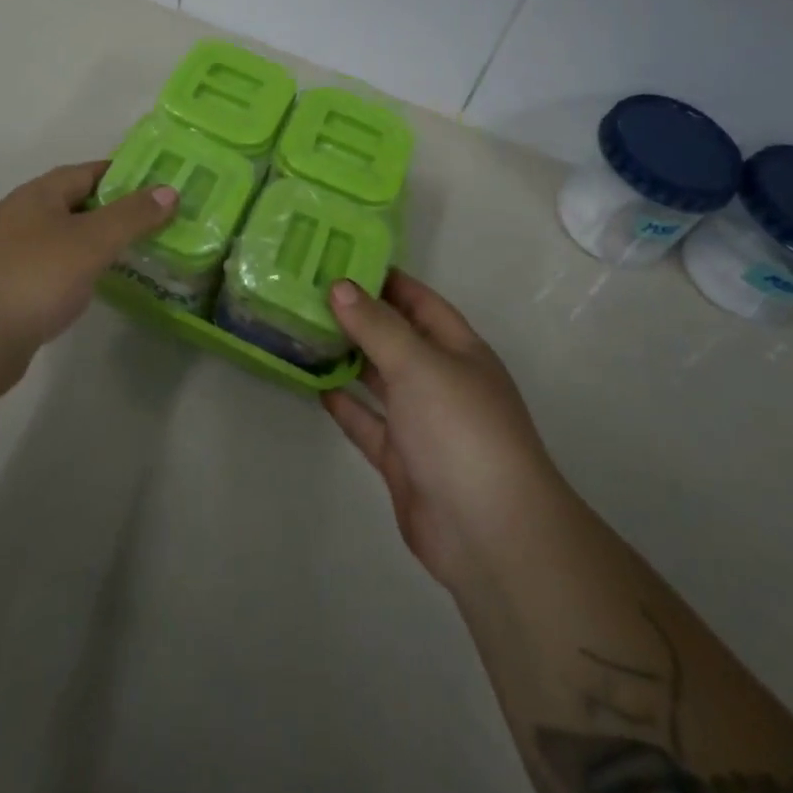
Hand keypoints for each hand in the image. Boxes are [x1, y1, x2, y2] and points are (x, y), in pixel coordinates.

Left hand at [0, 161, 176, 377]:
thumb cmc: (33, 278)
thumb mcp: (91, 241)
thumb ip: (132, 216)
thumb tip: (169, 190)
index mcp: (38, 194)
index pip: (88, 171)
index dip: (125, 175)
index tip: (161, 185)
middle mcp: (22, 217)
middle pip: (77, 204)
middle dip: (117, 211)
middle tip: (160, 222)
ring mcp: (13, 255)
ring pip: (67, 239)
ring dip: (99, 243)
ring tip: (140, 253)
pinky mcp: (11, 291)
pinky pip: (56, 270)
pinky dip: (81, 271)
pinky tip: (100, 286)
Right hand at [322, 270, 561, 596]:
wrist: (488, 532)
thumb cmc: (460, 429)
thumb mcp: (419, 363)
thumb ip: (377, 325)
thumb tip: (340, 286)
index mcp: (459, 350)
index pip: (419, 301)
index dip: (385, 280)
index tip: (341, 259)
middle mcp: (441, 380)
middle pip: (396, 338)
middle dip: (359, 316)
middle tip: (309, 292)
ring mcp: (422, 422)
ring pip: (379, 379)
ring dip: (347, 358)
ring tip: (304, 331)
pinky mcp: (402, 460)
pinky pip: (369, 423)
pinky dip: (346, 405)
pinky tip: (316, 386)